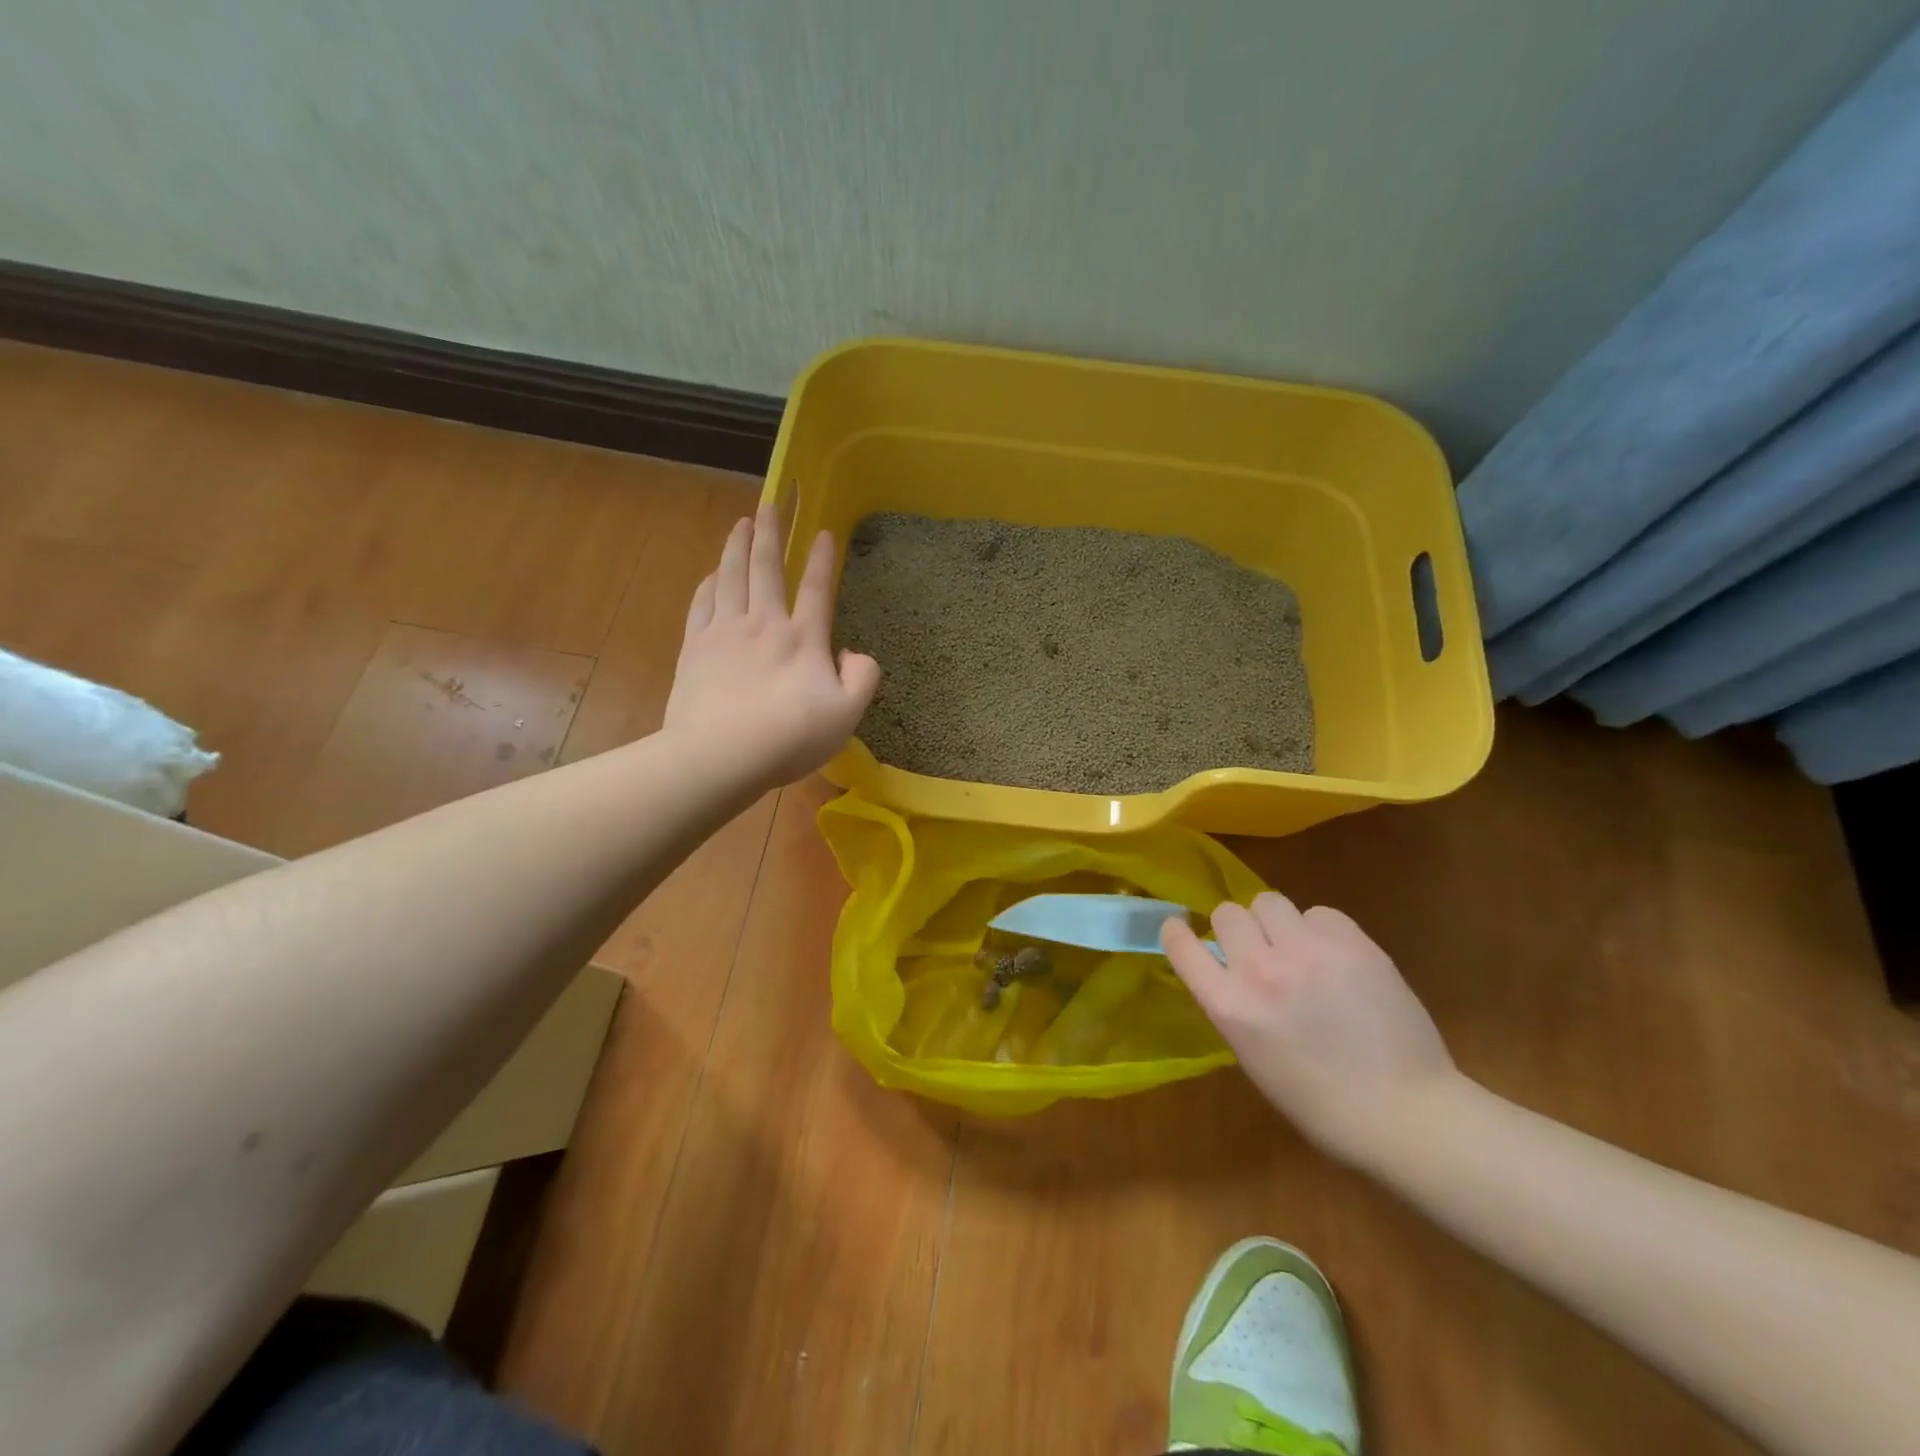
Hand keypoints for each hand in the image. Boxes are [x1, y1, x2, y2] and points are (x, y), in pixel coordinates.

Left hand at [663, 501, 879, 788]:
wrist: (719, 756)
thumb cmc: (789, 738)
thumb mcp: (846, 715)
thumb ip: (862, 678)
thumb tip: (853, 653)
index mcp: (803, 639)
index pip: (817, 589)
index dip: (823, 559)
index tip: (824, 532)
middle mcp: (764, 624)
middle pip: (767, 569)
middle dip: (771, 534)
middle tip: (771, 504)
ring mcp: (724, 633)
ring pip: (731, 577)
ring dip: (737, 546)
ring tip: (741, 523)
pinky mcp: (694, 649)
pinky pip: (702, 604)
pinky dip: (709, 583)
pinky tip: (711, 574)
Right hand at [1162, 893, 1458, 1162]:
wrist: (1404, 1114)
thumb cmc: (1319, 1102)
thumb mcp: (1252, 1055)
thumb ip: (1234, 1004)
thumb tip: (1231, 970)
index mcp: (1229, 1006)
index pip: (1181, 944)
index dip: (1178, 931)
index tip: (1183, 929)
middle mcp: (1260, 970)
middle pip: (1228, 912)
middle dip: (1239, 929)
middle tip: (1261, 951)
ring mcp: (1307, 952)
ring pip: (1269, 901)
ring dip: (1277, 922)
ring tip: (1300, 949)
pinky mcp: (1352, 943)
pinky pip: (1320, 913)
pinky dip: (1321, 929)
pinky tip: (1337, 957)